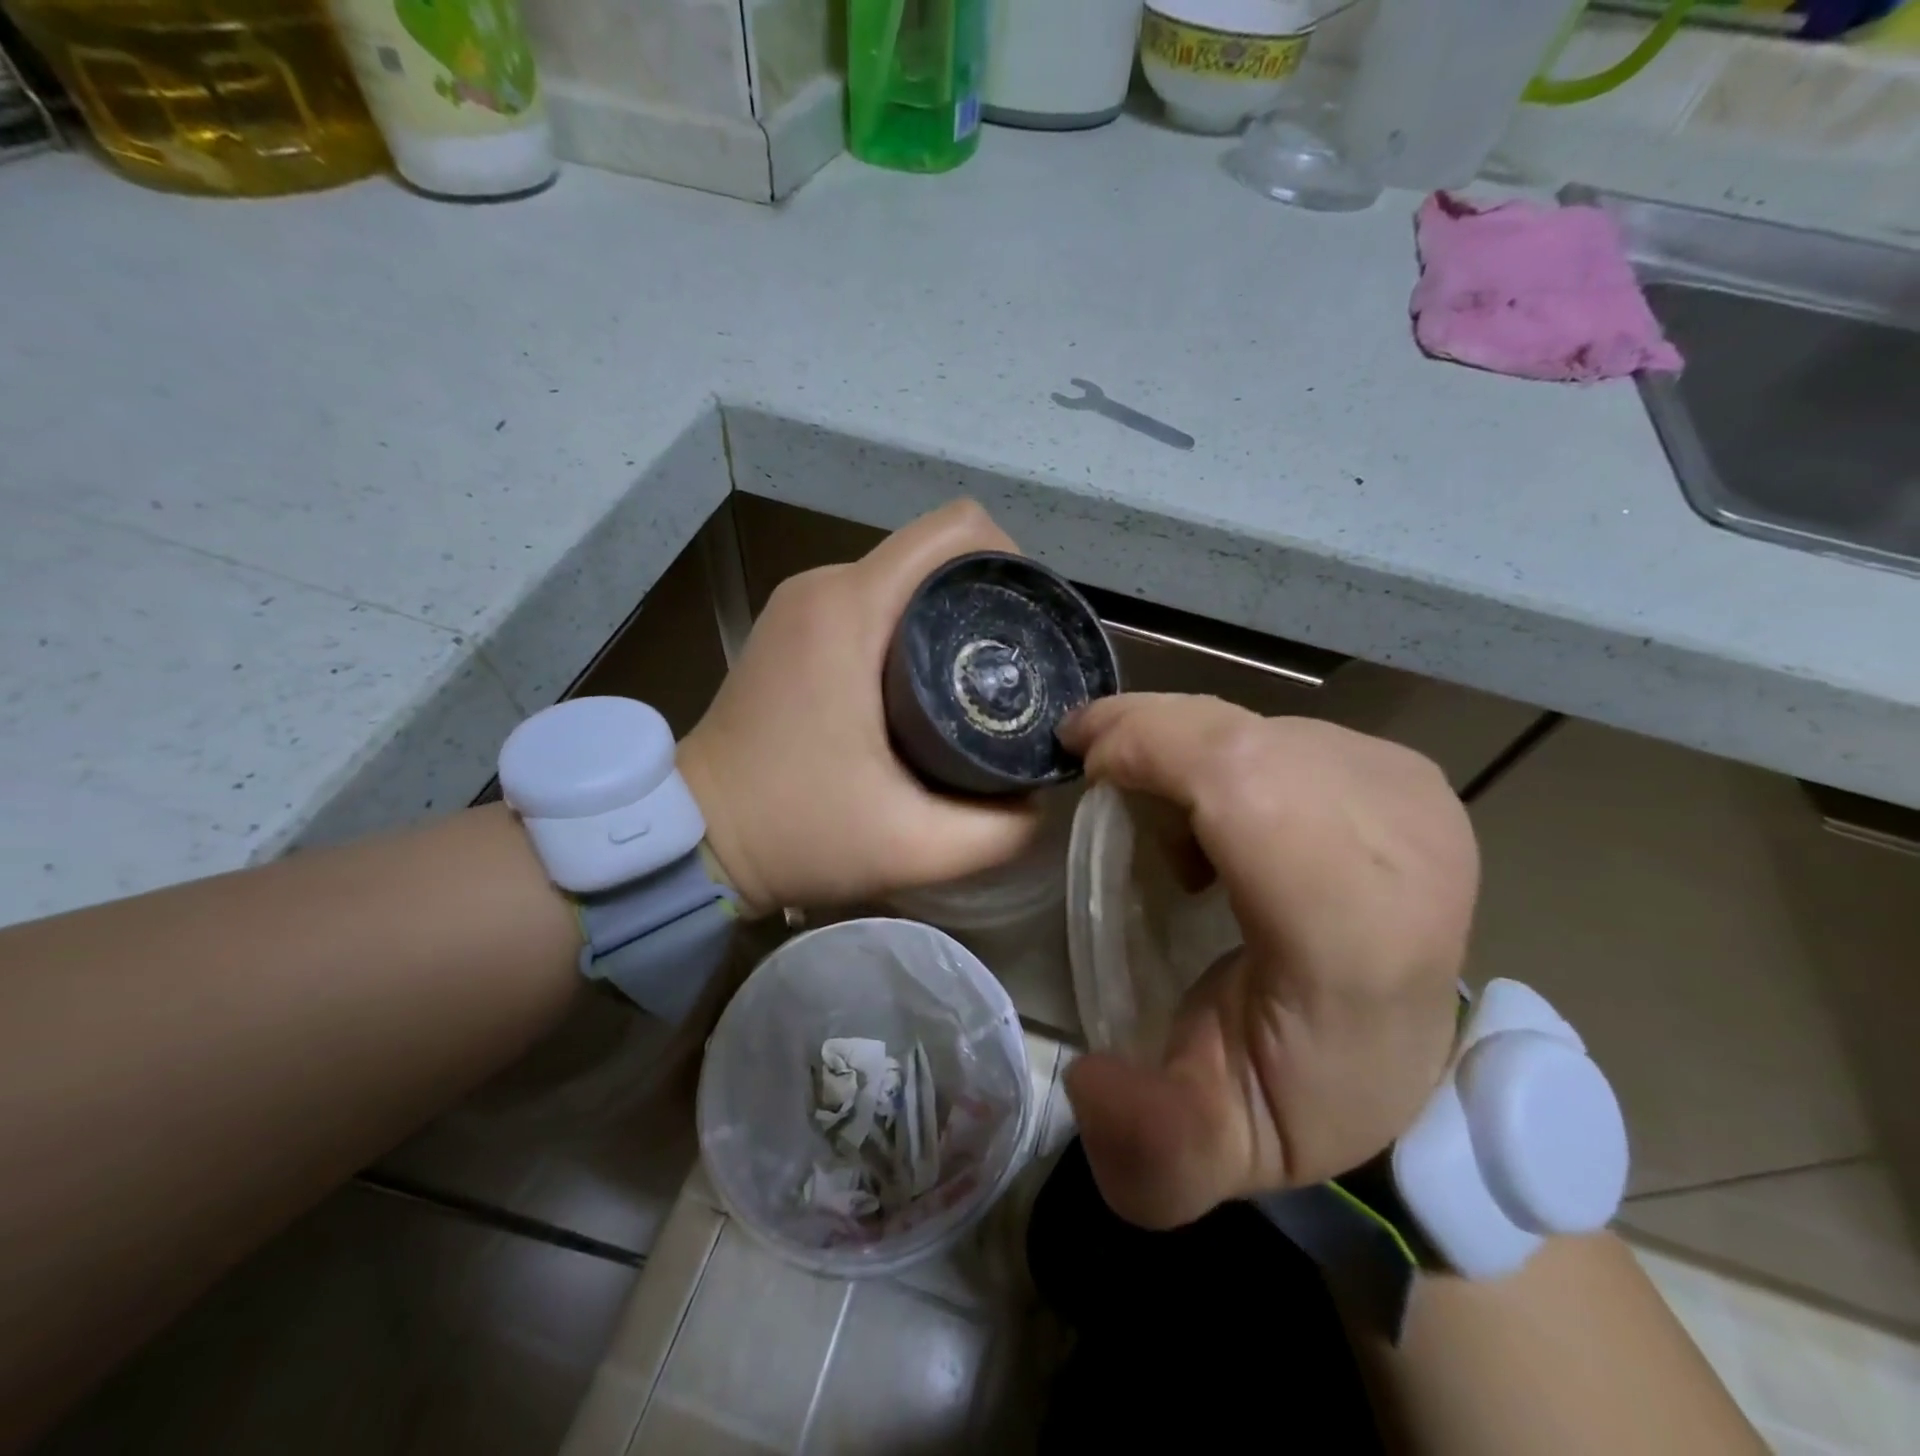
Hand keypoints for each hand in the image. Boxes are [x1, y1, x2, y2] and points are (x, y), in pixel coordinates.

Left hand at [678, 500, 1040, 916]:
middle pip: (934, 552)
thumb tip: (1044, 791)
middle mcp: (824, 586)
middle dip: (986, 596)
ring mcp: (802, 601)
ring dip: (948, 612)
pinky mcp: (793, 624)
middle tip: (1012, 667)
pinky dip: (911, 624)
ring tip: (973, 679)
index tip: (1028, 625)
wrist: (695, 837)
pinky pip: (872, 597)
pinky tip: (923, 682)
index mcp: (852, 609)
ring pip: (904, 574)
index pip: (956, 531)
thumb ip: (1000, 828)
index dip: (1010, 562)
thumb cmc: (797, 832)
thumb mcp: (915, 846)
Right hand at [1057, 694, 1478, 1228]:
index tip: (1081, 767)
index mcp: (1355, 931)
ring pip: (1254, 722)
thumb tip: (1087, 1078)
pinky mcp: (1402, 770)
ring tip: (1162, 814)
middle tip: (1094, 772)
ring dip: (1183, 748)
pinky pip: (1281, 725)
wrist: (1406, 1053)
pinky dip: (1224, 748)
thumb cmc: (1302, 1090)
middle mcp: (1401, 843)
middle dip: (1147, 737)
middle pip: (1239, 735)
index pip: (1246, 783)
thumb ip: (1153, 1148)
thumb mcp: (1218, 1149)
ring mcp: (1411, 794)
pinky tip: (1218, 806)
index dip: (1149, 747)